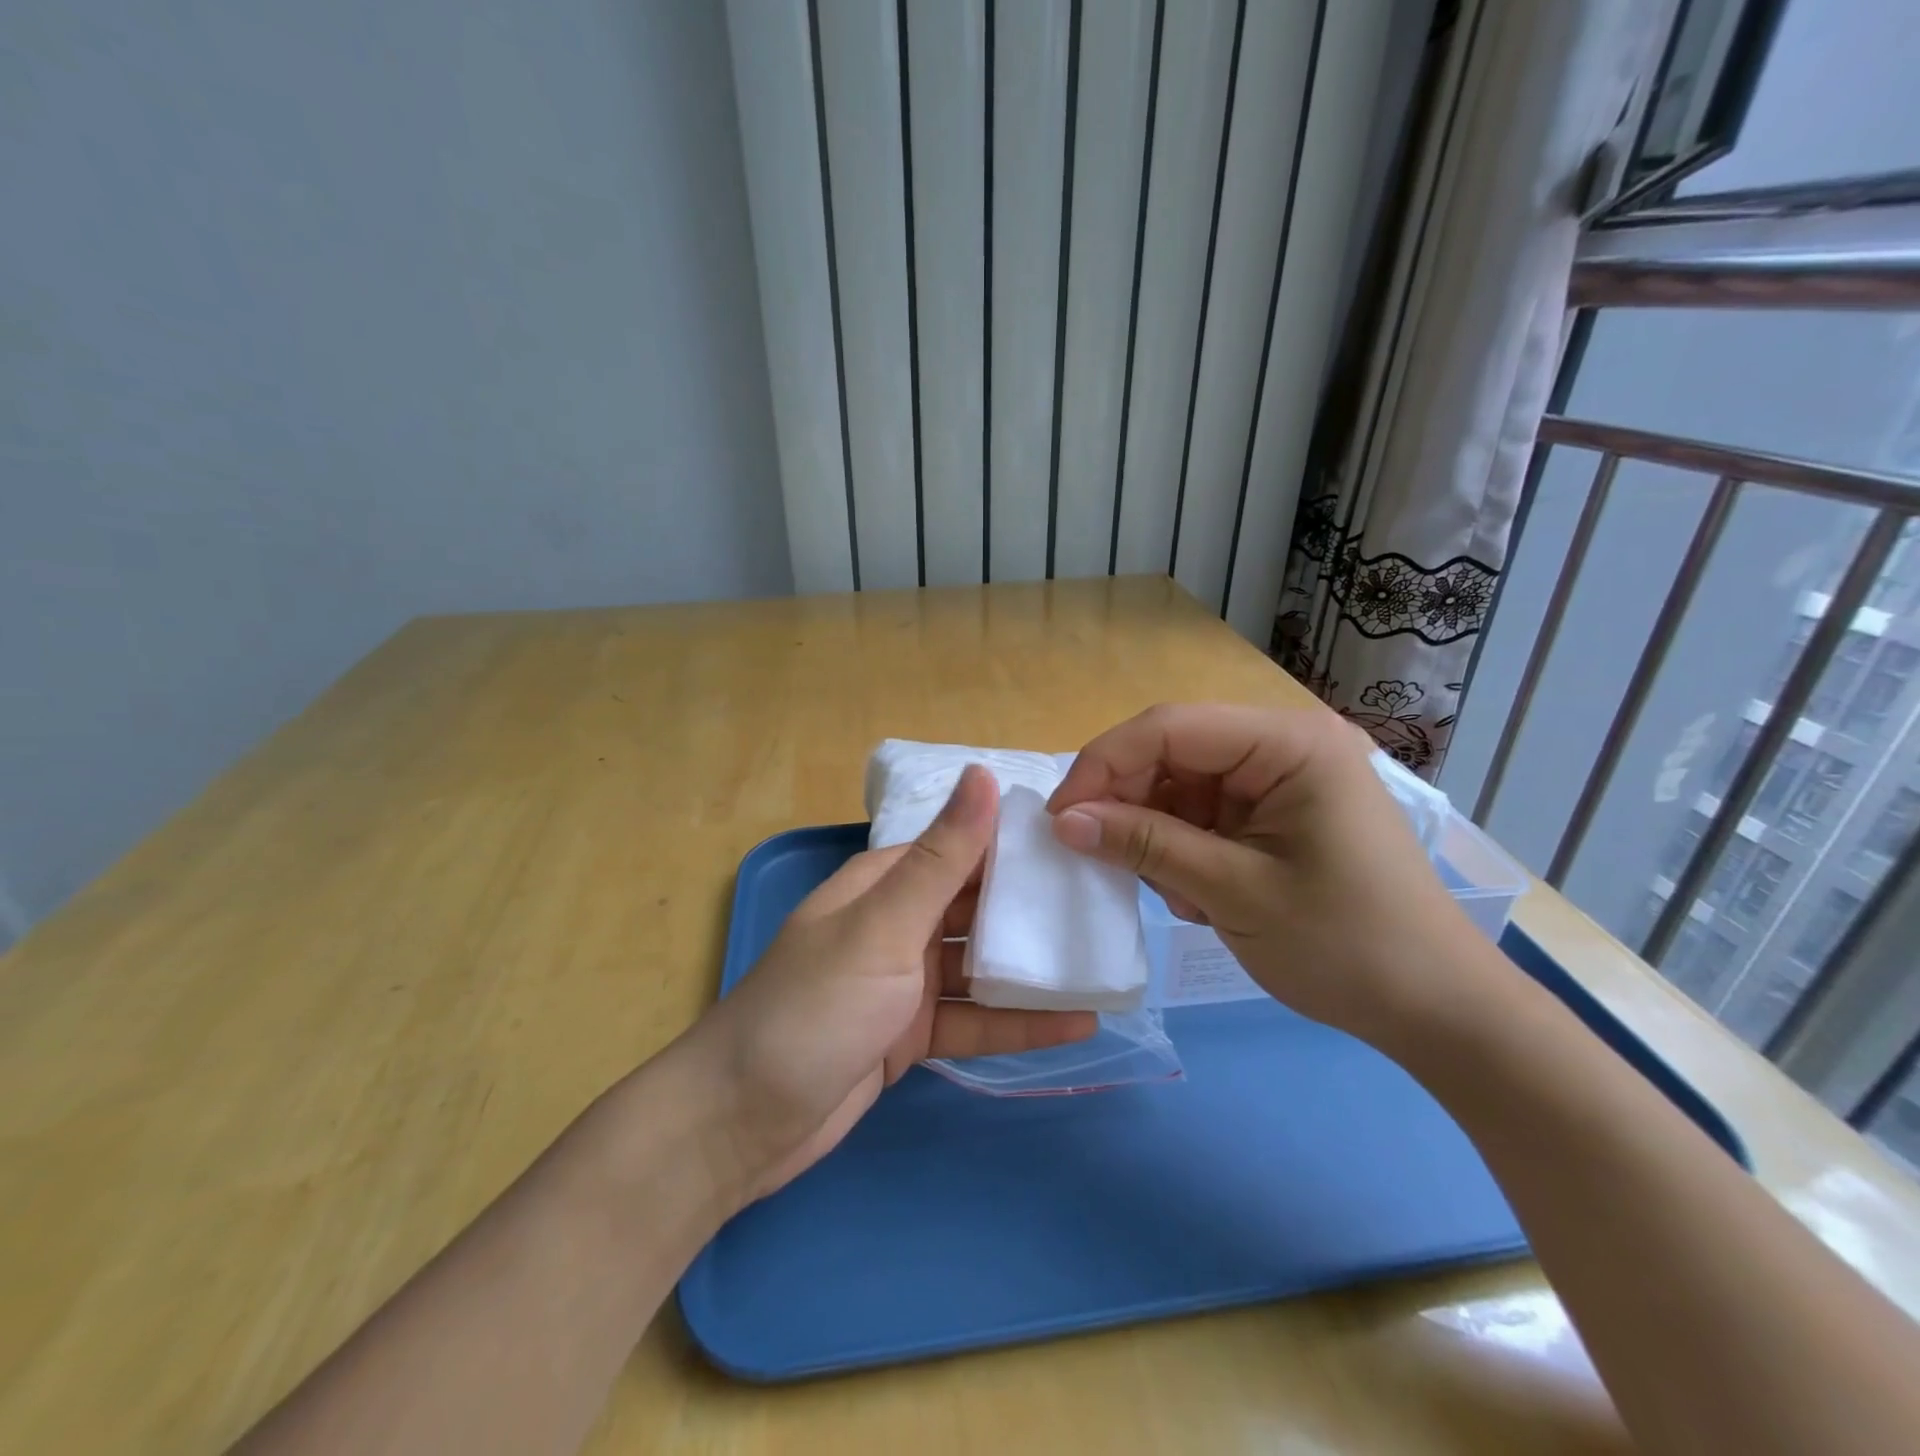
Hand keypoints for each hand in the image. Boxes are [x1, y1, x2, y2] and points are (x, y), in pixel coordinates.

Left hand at [691, 765, 1096, 1204]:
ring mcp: (904, 984)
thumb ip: (940, 858)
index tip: (1083, 846)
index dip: (1017, 844)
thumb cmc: (814, 1009)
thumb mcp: (882, 928)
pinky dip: (1018, 1022)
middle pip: (975, 908)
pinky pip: (973, 1020)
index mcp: (885, 885)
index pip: (962, 849)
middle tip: (1108, 909)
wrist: (741, 1124)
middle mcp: (897, 925)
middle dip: (1033, 908)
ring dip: (1032, 968)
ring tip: (1104, 965)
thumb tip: (983, 773)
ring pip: (980, 966)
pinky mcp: (910, 1037)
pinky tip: (1077, 1024)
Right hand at [1046, 703, 1503, 1047]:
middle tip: (1096, 856)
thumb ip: (1146, 846)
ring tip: (1172, 893)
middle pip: (1172, 751)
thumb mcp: (1234, 893)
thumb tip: (1064, 822)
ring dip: (1156, 833)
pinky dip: (1181, 849)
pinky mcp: (1275, 814)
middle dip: (1128, 803)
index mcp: (1289, 742)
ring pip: (1180, 786)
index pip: (1169, 727)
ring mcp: (1280, 779)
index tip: (1059, 819)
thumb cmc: (1347, 946)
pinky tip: (1195, 895)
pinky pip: (1202, 814)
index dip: (1103, 765)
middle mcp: (1284, 745)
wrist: (1437, 1011)